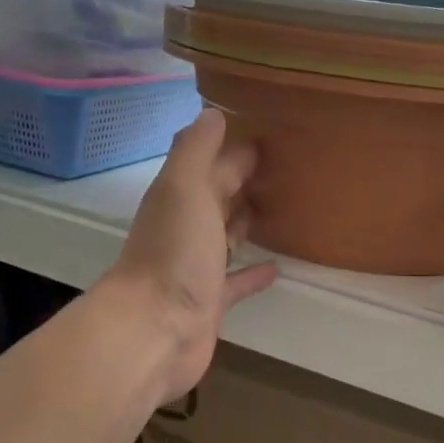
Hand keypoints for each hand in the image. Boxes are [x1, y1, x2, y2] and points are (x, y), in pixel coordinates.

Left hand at [103, 108, 277, 402]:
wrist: (154, 330)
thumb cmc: (173, 253)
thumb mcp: (184, 188)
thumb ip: (196, 150)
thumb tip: (212, 112)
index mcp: (181, 196)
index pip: (215, 162)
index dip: (239, 146)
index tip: (276, 132)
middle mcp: (187, 227)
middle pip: (220, 196)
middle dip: (246, 180)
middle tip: (289, 166)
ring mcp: (197, 266)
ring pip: (227, 235)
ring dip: (247, 221)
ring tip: (284, 208)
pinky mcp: (211, 301)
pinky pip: (237, 281)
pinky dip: (254, 273)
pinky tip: (278, 267)